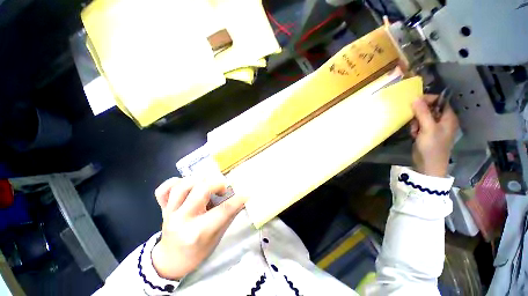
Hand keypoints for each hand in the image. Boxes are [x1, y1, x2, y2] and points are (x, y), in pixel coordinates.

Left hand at [151, 176, 246, 279]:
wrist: (171, 260)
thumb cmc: (198, 252)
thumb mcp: (217, 236)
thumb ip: (229, 215)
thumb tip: (242, 199)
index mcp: (198, 232)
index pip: (223, 210)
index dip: (238, 199)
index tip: (247, 193)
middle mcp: (182, 220)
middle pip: (201, 190)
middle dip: (217, 184)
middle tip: (223, 188)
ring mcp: (169, 213)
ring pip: (182, 186)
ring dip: (198, 180)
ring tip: (206, 184)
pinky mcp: (162, 209)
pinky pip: (163, 190)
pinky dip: (174, 182)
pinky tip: (185, 185)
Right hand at [410, 95, 458, 176]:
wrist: (428, 165)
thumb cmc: (432, 146)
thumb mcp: (427, 128)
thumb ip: (422, 113)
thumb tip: (415, 98)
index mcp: (448, 117)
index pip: (440, 101)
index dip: (428, 100)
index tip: (414, 102)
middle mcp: (443, 120)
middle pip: (430, 108)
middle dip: (419, 114)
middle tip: (415, 122)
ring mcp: (435, 127)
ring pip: (422, 117)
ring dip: (415, 122)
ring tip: (415, 131)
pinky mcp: (427, 133)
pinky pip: (419, 124)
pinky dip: (415, 128)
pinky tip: (414, 134)